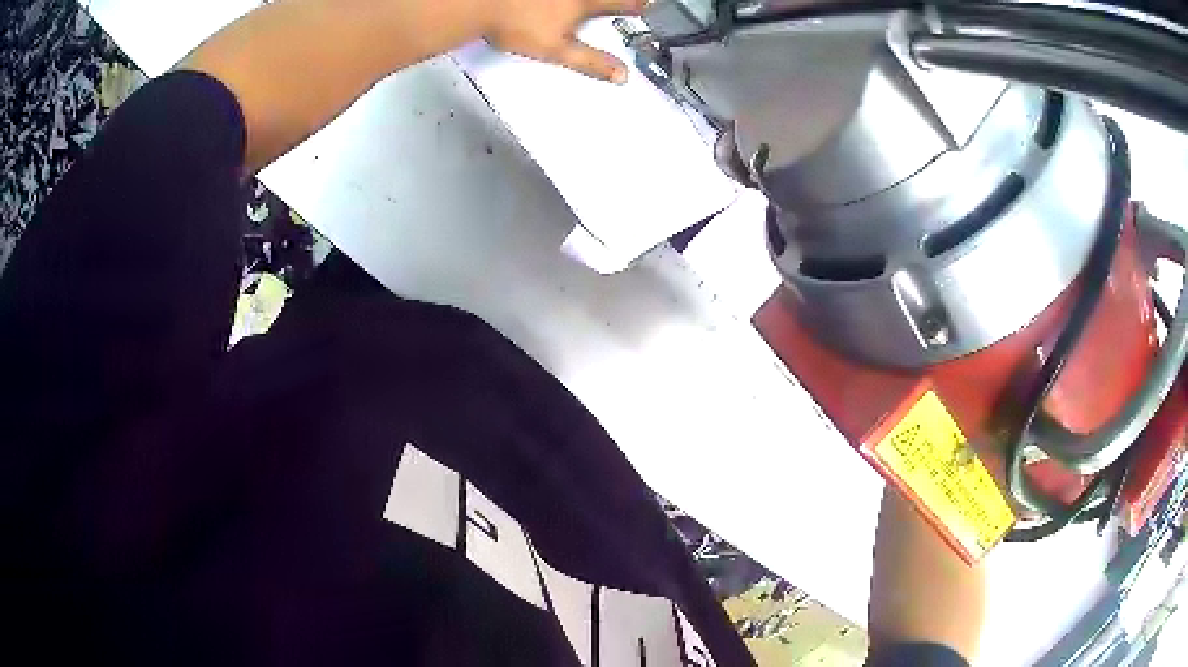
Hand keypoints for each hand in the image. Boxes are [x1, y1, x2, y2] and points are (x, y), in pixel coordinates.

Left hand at [483, 0, 647, 82]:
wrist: (479, 4)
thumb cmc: (515, 25)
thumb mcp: (557, 50)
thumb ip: (590, 61)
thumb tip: (621, 76)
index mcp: (583, 2)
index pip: (622, 2)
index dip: (638, 6)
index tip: (647, 7)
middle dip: (618, 3)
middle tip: (633, 5)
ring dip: (594, 2)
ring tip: (589, 8)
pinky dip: (562, 1)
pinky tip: (557, 4)